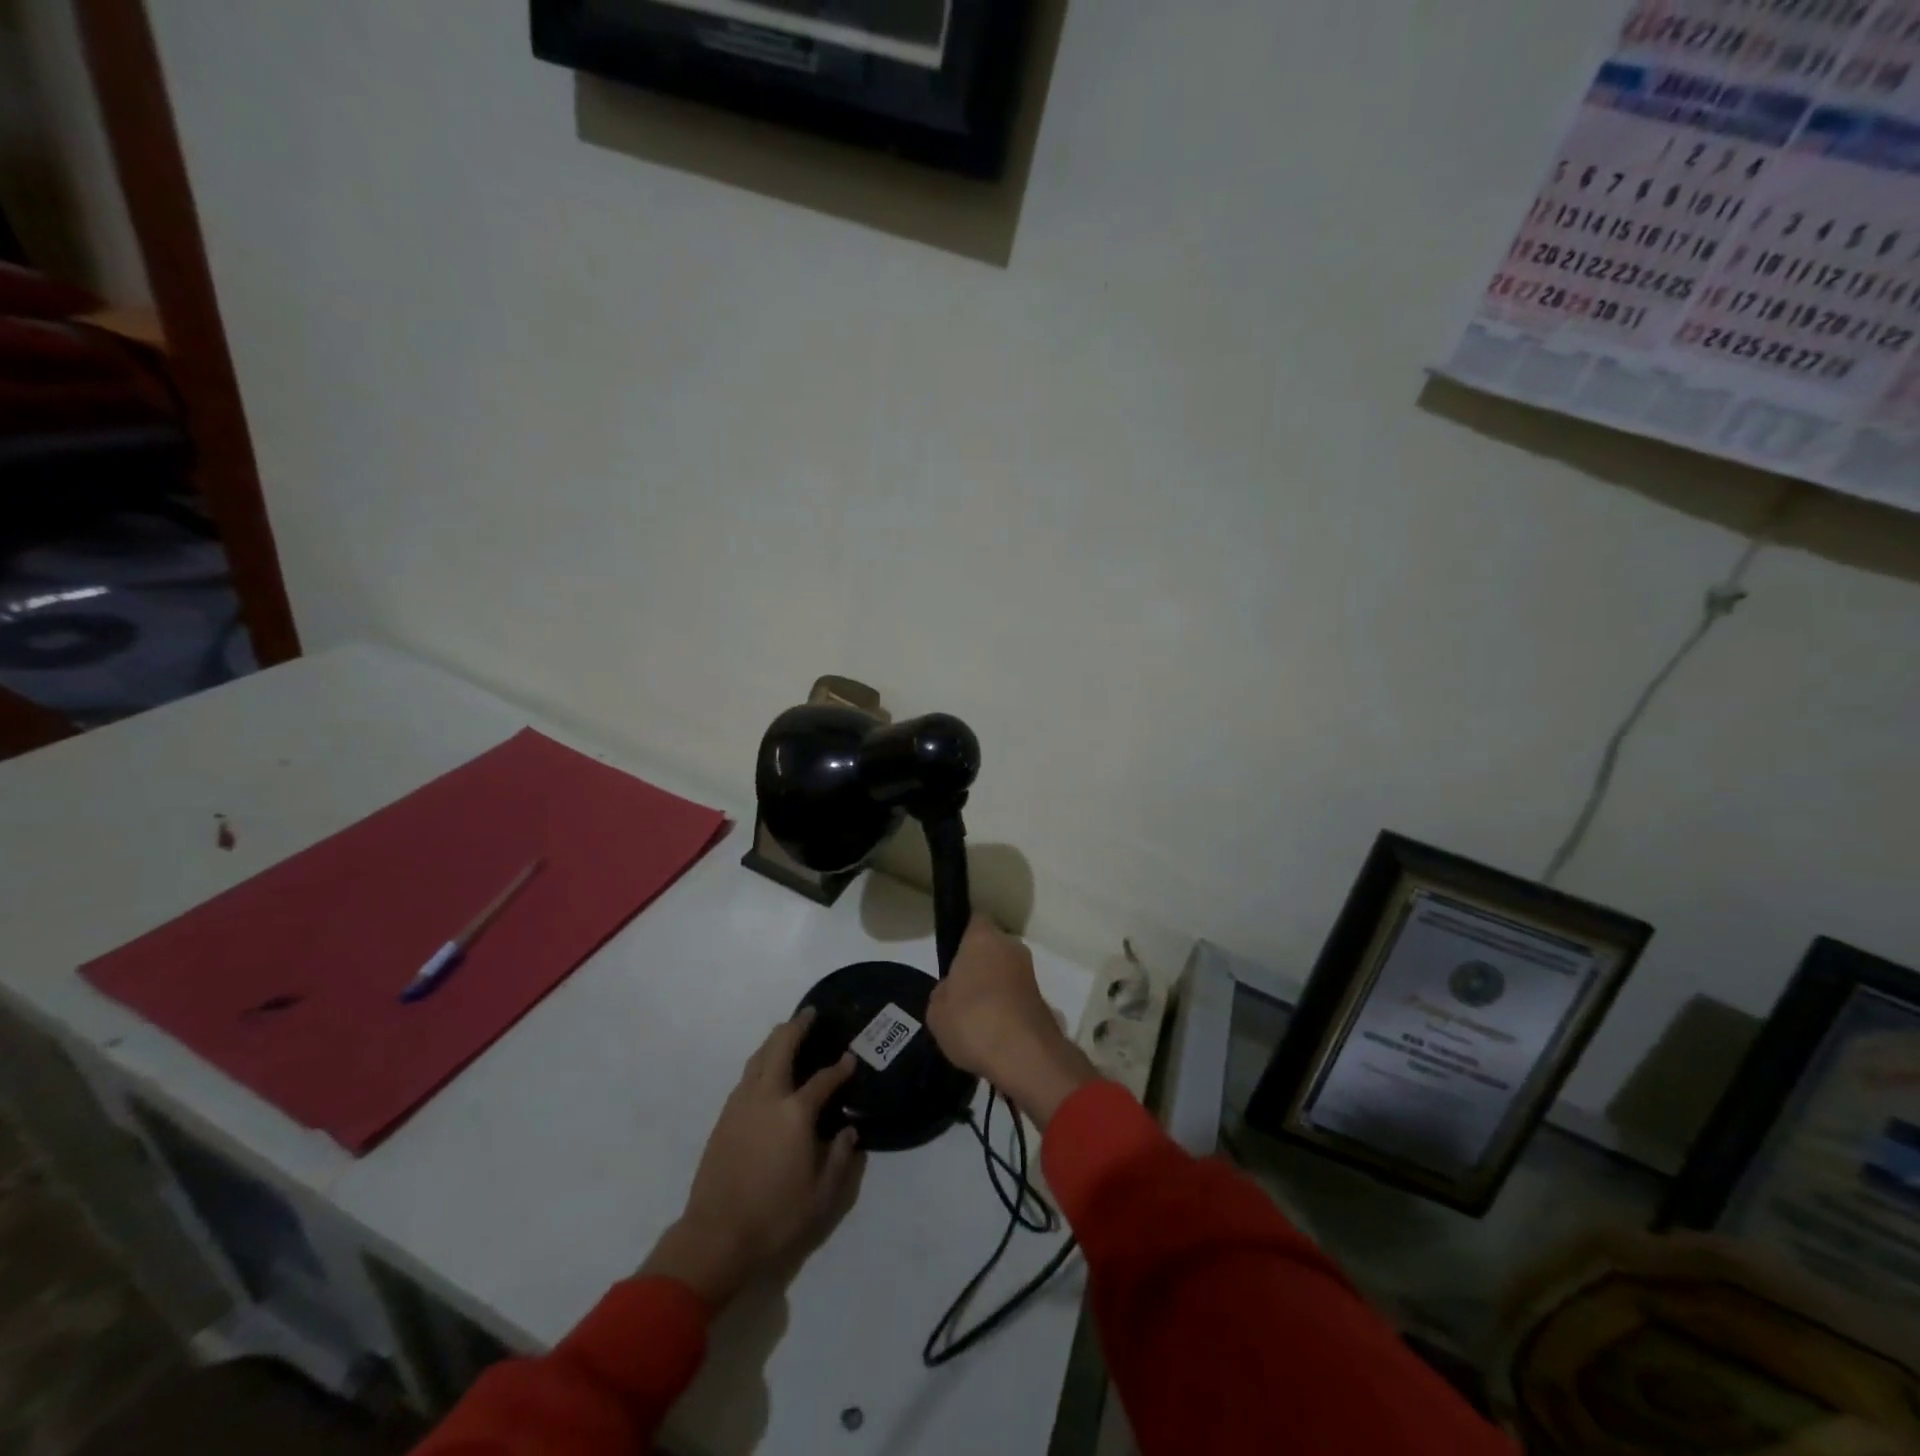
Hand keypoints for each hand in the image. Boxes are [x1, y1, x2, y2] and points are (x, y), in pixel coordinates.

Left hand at [640, 1009, 864, 1306]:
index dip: (840, 1068)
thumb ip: (840, 1158)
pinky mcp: (724, 1117)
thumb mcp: (822, 1196)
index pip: (823, 1080)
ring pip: (758, 1058)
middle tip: (809, 1013)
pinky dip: (760, 1060)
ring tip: (787, 1030)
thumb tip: (848, 1130)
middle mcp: (767, 1098)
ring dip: (774, 1040)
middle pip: (781, 1049)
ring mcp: (741, 1105)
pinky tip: (765, 1067)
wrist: (715, 1237)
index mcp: (795, 1114)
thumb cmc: (775, 1217)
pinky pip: (746, 1076)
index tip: (850, 1059)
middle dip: (796, 1027)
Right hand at [928, 915, 1096, 1127]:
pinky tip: (994, 1034)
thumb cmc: (972, 1020)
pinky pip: (1017, 997)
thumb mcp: (936, 1010)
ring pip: (1006, 973)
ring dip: (996, 988)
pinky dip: (1008, 1009)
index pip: (975, 921)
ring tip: (977, 1019)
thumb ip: (944, 992)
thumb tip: (954, 991)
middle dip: (981, 965)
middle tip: (962, 992)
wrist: (1024, 1056)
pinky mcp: (1043, 1000)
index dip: (965, 938)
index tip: (954, 958)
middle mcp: (1011, 947)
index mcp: (983, 938)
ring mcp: (1030, 973)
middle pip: (993, 948)